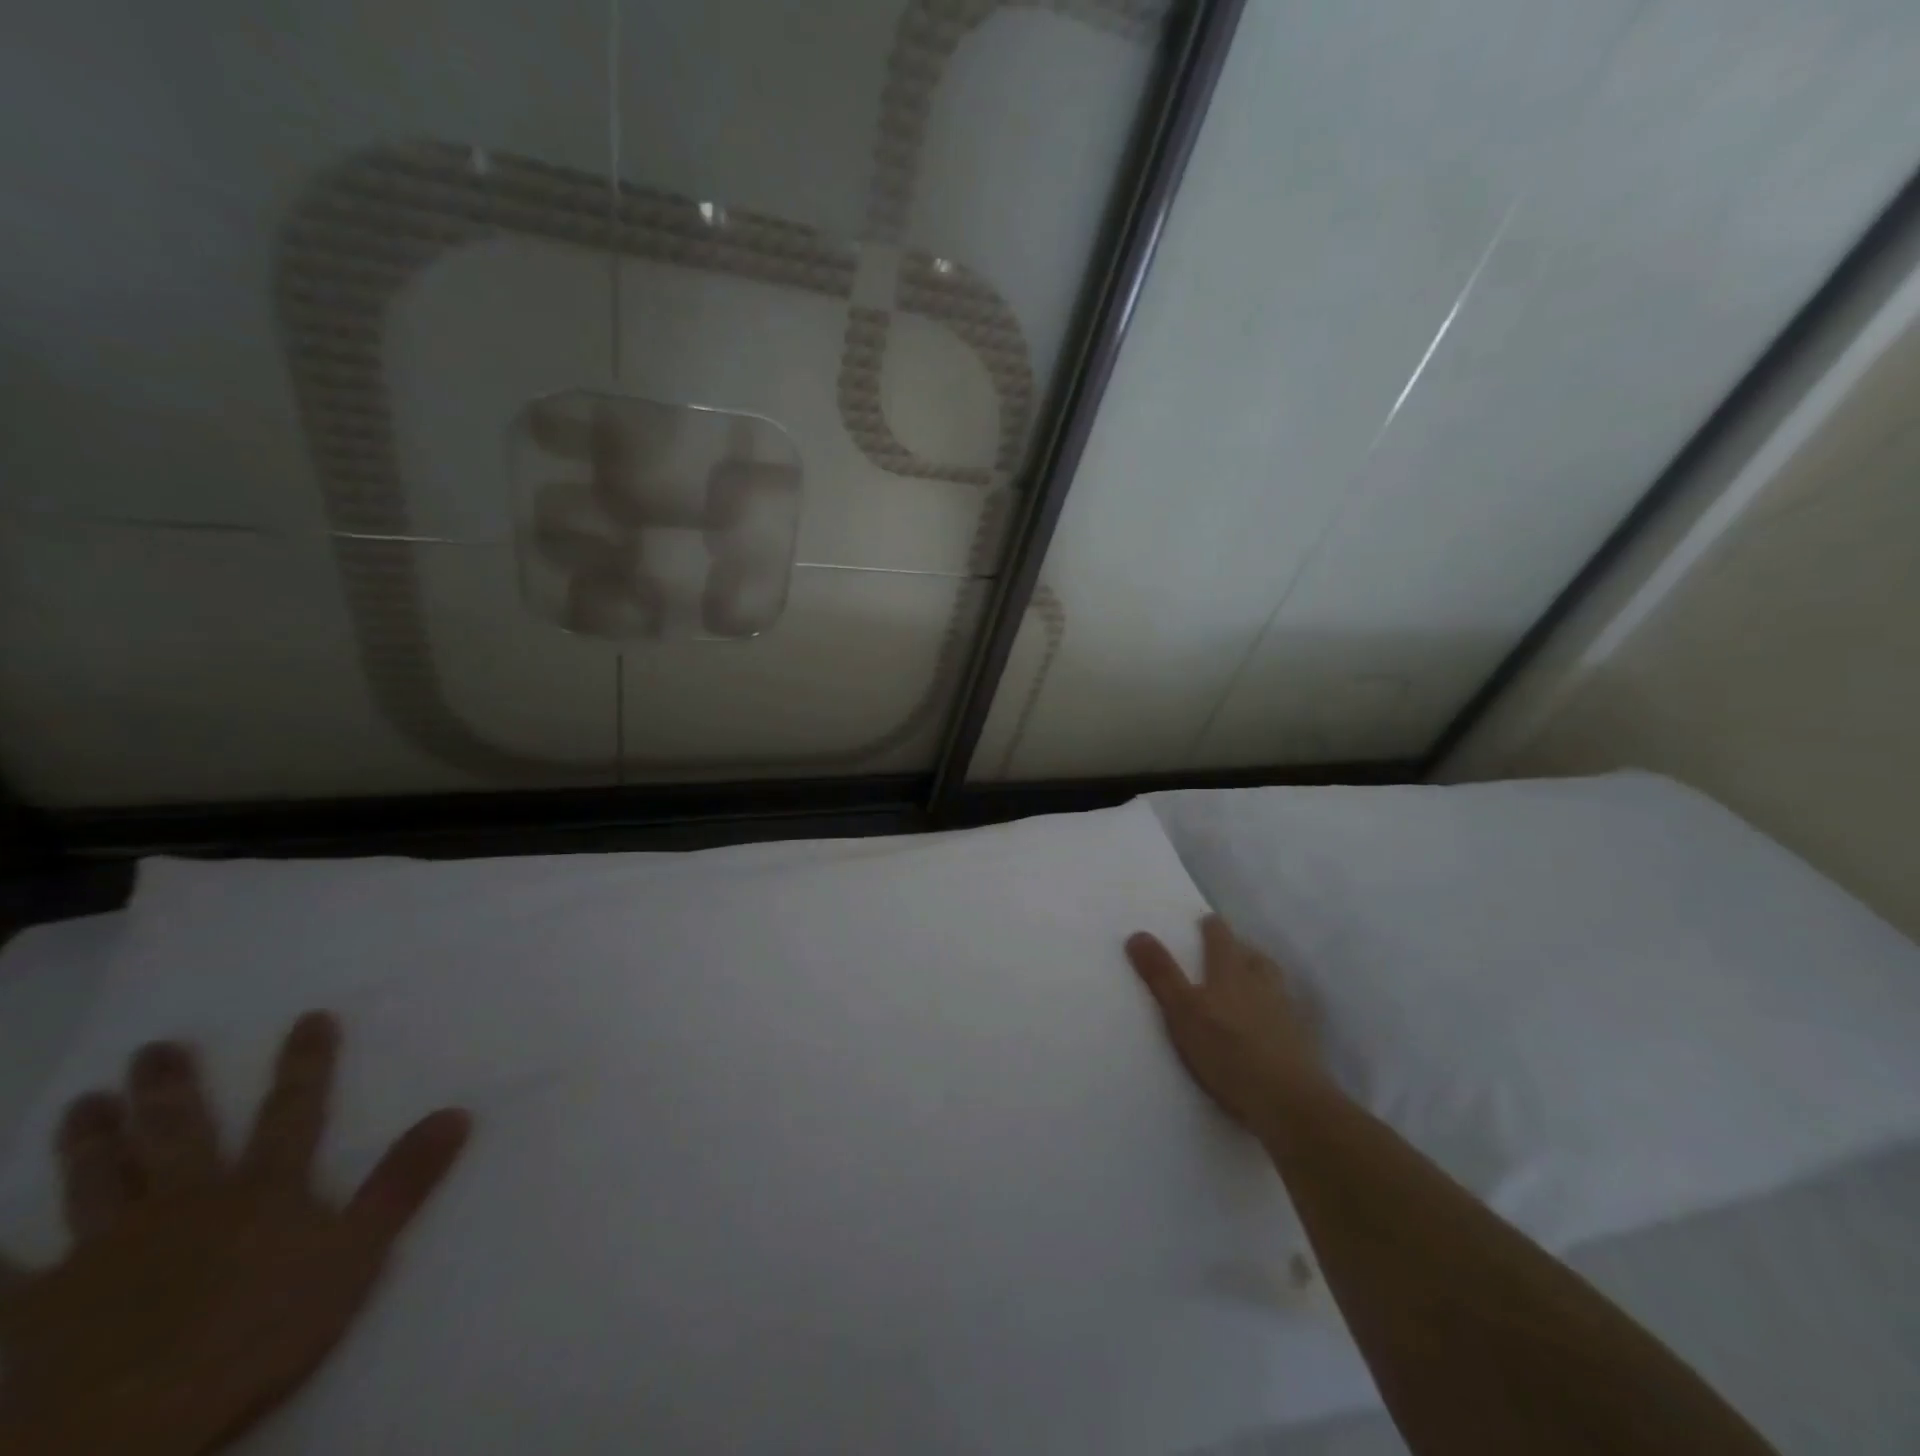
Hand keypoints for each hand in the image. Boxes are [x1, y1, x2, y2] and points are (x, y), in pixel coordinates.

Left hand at [0, 1013, 469, 1455]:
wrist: (124, 1431)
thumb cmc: (257, 1333)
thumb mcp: (356, 1254)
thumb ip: (403, 1182)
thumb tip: (458, 1111)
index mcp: (260, 1189)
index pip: (293, 1110)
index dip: (305, 1063)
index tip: (309, 1016)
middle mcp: (183, 1202)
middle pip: (179, 1134)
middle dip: (171, 1088)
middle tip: (154, 1047)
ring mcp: (102, 1253)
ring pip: (95, 1184)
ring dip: (90, 1142)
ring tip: (83, 1101)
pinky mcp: (31, 1311)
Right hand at [1126, 914, 1326, 1140]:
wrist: (1289, 1101)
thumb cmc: (1227, 1051)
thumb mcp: (1182, 1012)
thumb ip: (1161, 975)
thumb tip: (1136, 934)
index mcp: (1230, 971)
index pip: (1221, 938)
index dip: (1212, 927)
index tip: (1206, 921)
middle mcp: (1261, 983)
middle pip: (1252, 955)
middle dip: (1239, 949)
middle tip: (1226, 951)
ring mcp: (1285, 1011)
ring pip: (1272, 981)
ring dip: (1259, 976)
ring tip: (1247, 983)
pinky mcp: (1301, 1040)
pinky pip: (1286, 1012)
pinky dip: (1274, 1009)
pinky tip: (1268, 1023)